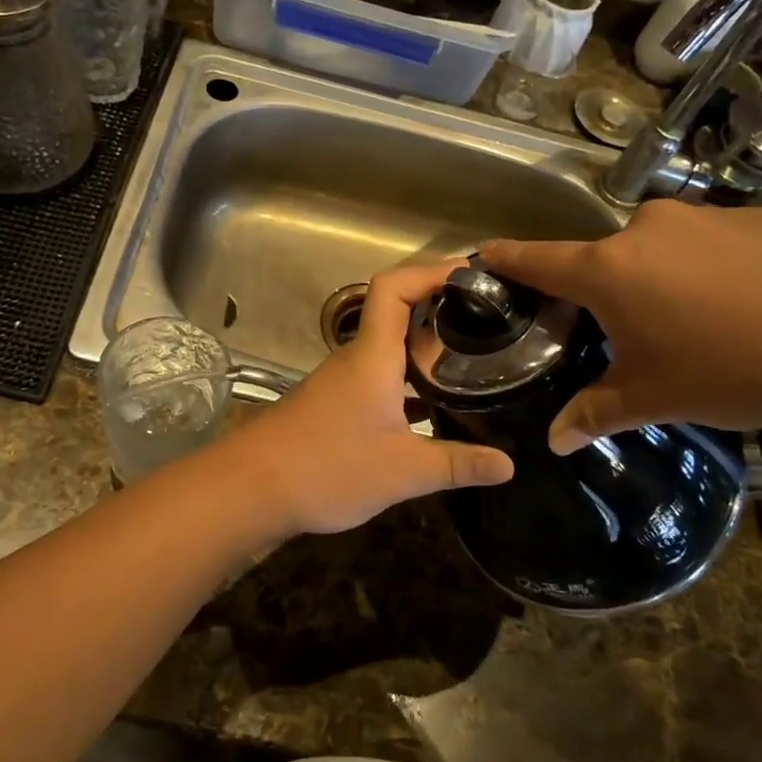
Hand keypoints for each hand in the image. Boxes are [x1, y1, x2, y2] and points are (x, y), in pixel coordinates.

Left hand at [224, 261, 513, 538]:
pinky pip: (381, 377)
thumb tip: (509, 465)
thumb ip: (456, 465)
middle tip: (489, 320)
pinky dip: (409, 381)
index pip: (394, 288)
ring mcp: (343, 381)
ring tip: (474, 359)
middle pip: (397, 313)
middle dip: (441, 308)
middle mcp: (356, 358)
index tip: (470, 275)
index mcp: (372, 356)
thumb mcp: (401, 471)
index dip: (430, 272)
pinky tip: (436, 407)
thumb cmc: (327, 467)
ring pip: (390, 348)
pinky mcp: (337, 404)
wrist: (252, 489)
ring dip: (426, 347)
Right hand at [482, 201, 761, 451]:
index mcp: (610, 270)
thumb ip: (596, 412)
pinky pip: (718, 241)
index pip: (538, 259)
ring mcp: (708, 216)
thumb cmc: (732, 369)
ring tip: (710, 324)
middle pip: (608, 259)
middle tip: (641, 334)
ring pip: (666, 248)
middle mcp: (649, 229)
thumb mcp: (655, 397)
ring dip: (670, 278)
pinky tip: (758, 305)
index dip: (507, 259)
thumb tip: (554, 443)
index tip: (484, 254)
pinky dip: (720, 268)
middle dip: (612, 291)